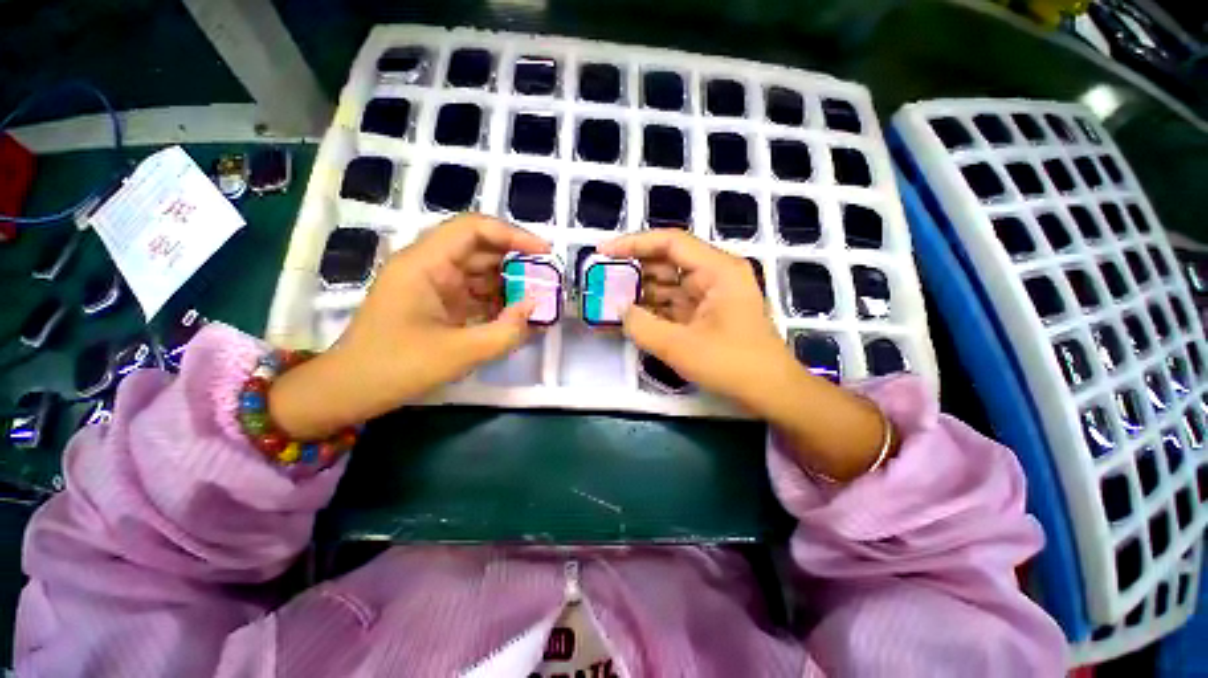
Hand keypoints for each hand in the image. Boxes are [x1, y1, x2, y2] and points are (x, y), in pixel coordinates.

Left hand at [269, 214, 548, 438]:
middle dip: (517, 262)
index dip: (514, 235)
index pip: (474, 229)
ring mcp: (434, 284)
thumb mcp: (459, 353)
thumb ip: (506, 331)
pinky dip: (498, 301)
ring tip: (538, 300)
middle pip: (481, 248)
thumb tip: (535, 307)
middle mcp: (429, 265)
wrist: (351, 390)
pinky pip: (475, 292)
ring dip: (509, 284)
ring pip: (481, 271)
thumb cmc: (396, 367)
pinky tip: (516, 315)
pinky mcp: (439, 302)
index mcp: (425, 264)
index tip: (545, 253)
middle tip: (547, 280)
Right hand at [598, 230, 789, 404]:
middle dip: (634, 269)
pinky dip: (652, 309)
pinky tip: (630, 316)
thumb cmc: (733, 365)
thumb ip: (643, 326)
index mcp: (717, 270)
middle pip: (667, 261)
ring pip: (667, 284)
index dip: (633, 243)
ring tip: (609, 298)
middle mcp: (714, 275)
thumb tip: (620, 309)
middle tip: (602, 278)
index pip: (670, 242)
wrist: (770, 392)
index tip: (603, 251)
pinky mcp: (705, 314)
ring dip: (640, 291)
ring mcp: (710, 295)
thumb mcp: (681, 347)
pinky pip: (672, 304)